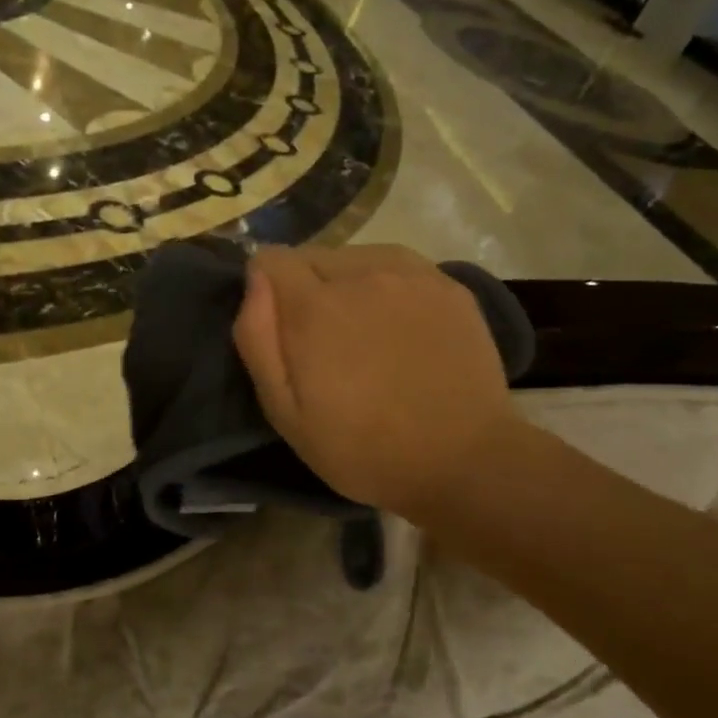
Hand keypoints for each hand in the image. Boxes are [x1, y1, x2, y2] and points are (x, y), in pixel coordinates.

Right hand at [233, 244, 526, 526]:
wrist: (464, 462)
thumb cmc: (362, 448)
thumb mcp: (286, 413)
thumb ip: (257, 339)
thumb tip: (254, 279)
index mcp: (315, 306)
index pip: (271, 259)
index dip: (265, 287)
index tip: (279, 325)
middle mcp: (361, 274)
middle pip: (313, 256)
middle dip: (305, 288)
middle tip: (323, 341)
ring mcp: (411, 275)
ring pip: (355, 257)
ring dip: (347, 283)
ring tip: (363, 332)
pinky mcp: (448, 284)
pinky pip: (398, 265)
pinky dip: (387, 284)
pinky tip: (400, 325)